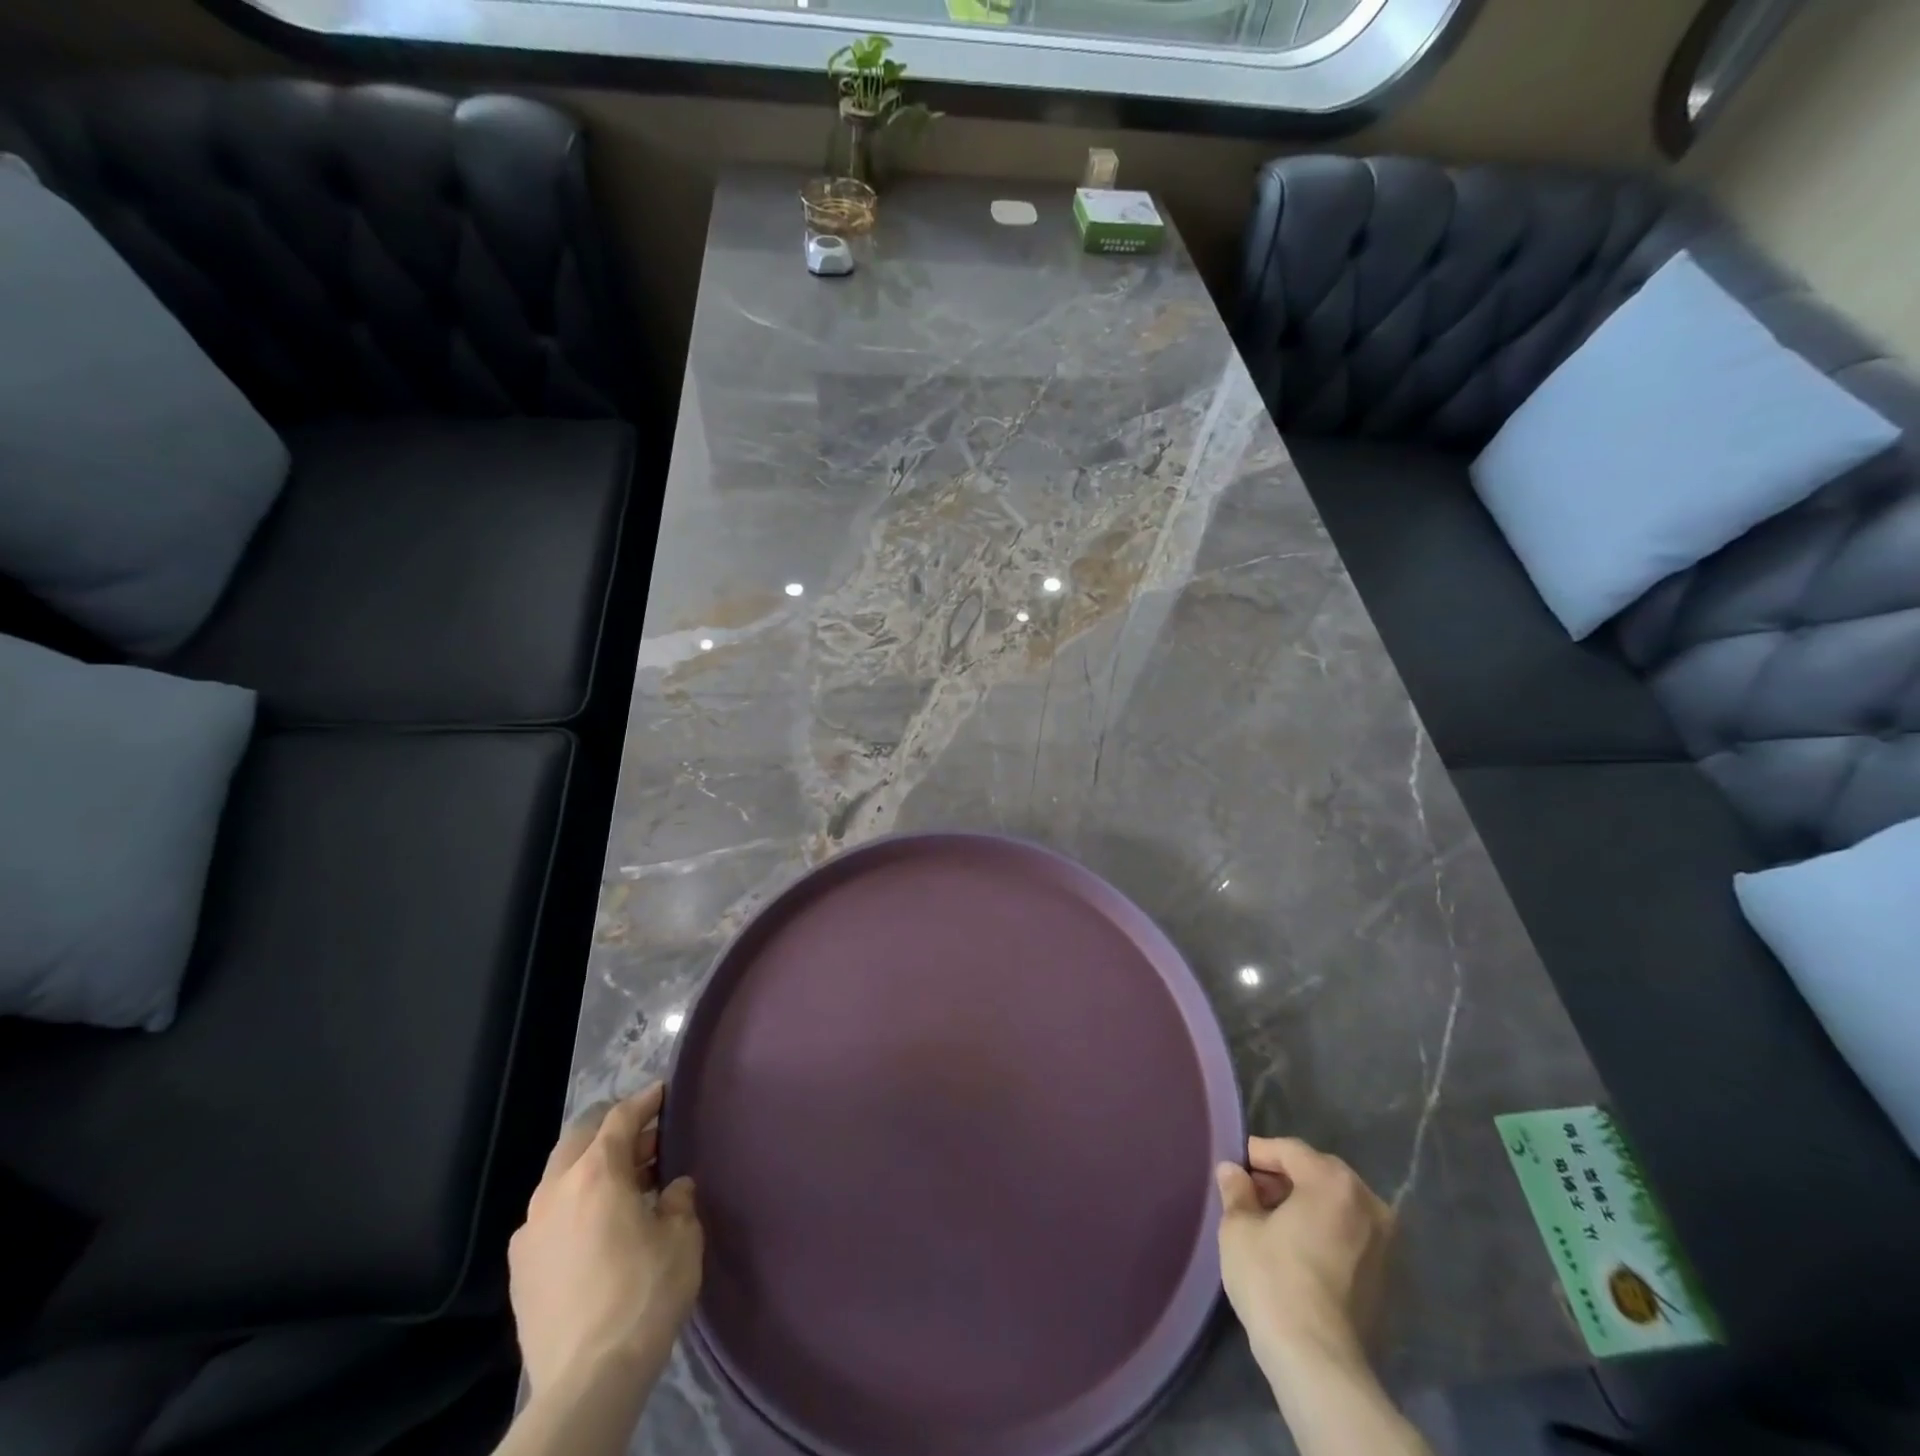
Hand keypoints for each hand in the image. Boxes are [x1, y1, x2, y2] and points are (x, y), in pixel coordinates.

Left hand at [508, 1083, 702, 1398]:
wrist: (587, 1381)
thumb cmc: (644, 1294)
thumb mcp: (682, 1238)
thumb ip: (678, 1201)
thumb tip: (673, 1189)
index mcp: (597, 1173)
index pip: (621, 1118)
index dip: (645, 1100)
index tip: (662, 1092)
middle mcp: (555, 1191)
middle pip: (580, 1138)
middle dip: (612, 1130)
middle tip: (646, 1138)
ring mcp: (530, 1232)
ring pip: (560, 1177)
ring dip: (592, 1168)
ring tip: (626, 1184)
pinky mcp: (520, 1270)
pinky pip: (549, 1217)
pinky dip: (574, 1205)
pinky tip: (597, 1228)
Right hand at [1215, 1137, 1392, 1380]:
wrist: (1319, 1363)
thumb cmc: (1274, 1279)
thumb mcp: (1239, 1227)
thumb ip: (1237, 1190)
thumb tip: (1233, 1171)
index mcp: (1333, 1181)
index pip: (1290, 1150)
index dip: (1258, 1154)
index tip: (1235, 1169)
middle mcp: (1367, 1203)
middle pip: (1318, 1174)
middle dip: (1283, 1178)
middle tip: (1251, 1194)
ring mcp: (1383, 1243)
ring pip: (1336, 1205)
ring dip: (1304, 1205)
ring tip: (1270, 1222)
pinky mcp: (1386, 1277)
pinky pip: (1348, 1235)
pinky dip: (1323, 1231)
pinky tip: (1296, 1249)